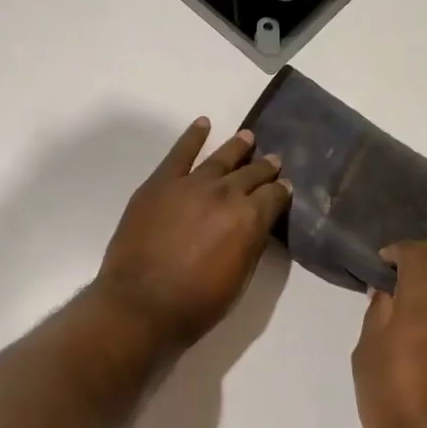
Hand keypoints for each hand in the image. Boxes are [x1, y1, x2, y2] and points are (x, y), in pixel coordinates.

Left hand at [95, 118, 291, 348]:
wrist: (142, 304)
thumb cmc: (196, 303)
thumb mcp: (239, 280)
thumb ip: (250, 245)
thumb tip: (255, 225)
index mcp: (250, 219)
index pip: (274, 196)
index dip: (281, 192)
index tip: (285, 188)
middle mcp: (225, 193)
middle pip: (251, 174)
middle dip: (265, 167)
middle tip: (274, 161)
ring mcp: (191, 184)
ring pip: (220, 159)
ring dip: (237, 147)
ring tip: (247, 137)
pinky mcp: (160, 183)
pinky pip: (180, 153)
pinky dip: (193, 136)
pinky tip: (203, 124)